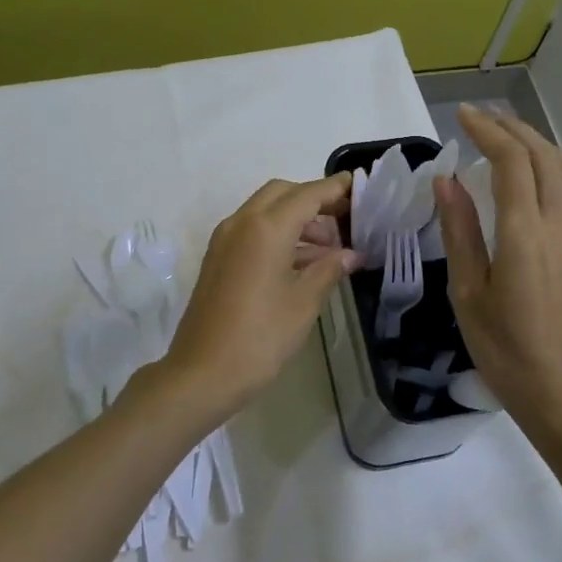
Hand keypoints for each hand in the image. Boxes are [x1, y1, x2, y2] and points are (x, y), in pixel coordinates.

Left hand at [159, 175, 360, 422]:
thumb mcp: (303, 303)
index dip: (335, 189)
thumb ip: (329, 270)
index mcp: (266, 228)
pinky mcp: (218, 258)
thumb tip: (352, 254)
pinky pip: (253, 231)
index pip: (307, 194)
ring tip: (331, 248)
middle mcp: (241, 223)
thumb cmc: (259, 338)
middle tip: (345, 220)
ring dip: (297, 219)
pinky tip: (303, 262)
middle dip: (314, 200)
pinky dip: (279, 235)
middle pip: (283, 194)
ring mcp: (225, 240)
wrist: (201, 374)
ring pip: (266, 211)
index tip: (359, 187)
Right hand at [436, 105, 561, 433]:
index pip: (511, 161)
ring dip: (539, 142)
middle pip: (543, 155)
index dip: (487, 131)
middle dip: (511, 128)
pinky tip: (543, 174)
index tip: (462, 116)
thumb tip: (446, 181)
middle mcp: (561, 222)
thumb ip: (459, 231)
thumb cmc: (505, 348)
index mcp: (525, 232)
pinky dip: (559, 165)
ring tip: (510, 137)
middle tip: (481, 117)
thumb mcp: (468, 292)